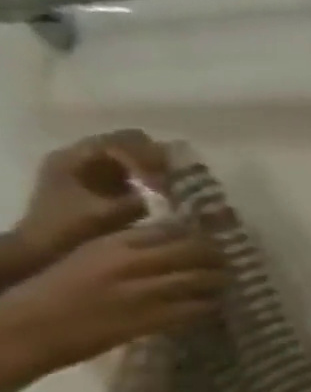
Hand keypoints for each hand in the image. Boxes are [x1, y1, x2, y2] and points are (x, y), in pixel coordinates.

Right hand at [0, 225, 222, 391]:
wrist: (21, 331)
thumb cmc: (52, 293)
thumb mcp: (87, 258)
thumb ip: (129, 249)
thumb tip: (176, 243)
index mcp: (111, 245)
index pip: (173, 229)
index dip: (200, 234)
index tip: (214, 240)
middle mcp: (131, 262)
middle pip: (197, 250)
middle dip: (218, 257)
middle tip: (227, 264)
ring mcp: (144, 291)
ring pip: (205, 278)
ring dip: (220, 282)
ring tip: (223, 285)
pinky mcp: (152, 318)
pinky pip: (200, 308)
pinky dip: (211, 306)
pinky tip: (212, 307)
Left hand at [7, 131, 168, 275]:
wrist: (41, 249)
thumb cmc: (71, 229)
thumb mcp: (110, 214)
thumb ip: (147, 199)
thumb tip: (187, 192)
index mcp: (74, 158)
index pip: (124, 143)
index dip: (149, 161)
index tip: (166, 184)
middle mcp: (81, 155)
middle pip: (133, 142)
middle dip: (160, 160)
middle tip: (180, 181)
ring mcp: (91, 167)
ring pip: (136, 154)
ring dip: (159, 168)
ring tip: (177, 187)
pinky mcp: (101, 180)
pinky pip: (134, 168)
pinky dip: (152, 177)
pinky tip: (165, 194)